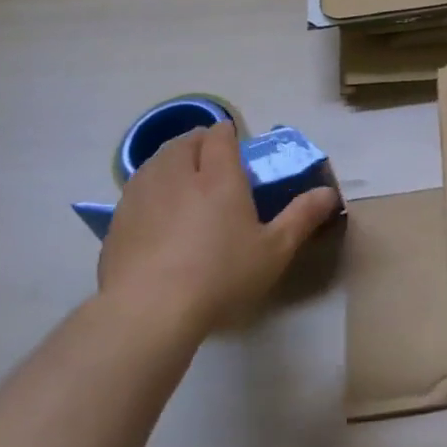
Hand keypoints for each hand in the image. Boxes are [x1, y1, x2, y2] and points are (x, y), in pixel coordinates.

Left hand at [97, 121, 337, 343]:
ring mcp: (142, 194)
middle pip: (185, 141)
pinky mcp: (117, 220)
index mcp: (218, 175)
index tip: (237, 149)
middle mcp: (177, 173)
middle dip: (200, 143)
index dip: (229, 135)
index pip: (220, 135)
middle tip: (213, 165)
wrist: (147, 312)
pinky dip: (150, 190)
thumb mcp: (274, 250)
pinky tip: (157, 217)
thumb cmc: (220, 276)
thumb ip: (302, 217)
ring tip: (184, 184)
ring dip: (172, 162)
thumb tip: (329, 192)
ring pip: (157, 161)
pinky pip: (137, 190)